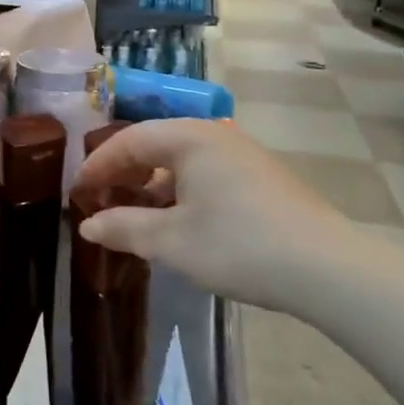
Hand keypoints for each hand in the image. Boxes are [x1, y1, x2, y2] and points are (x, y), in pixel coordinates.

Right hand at [75, 119, 383, 315]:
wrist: (327, 269)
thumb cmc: (238, 245)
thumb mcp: (171, 242)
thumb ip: (124, 228)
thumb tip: (88, 225)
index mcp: (190, 138)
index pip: (130, 140)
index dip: (98, 165)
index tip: (77, 192)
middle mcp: (216, 135)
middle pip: (156, 145)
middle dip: (125, 173)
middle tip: (100, 200)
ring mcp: (243, 156)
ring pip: (183, 161)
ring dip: (153, 185)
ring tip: (134, 216)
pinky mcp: (262, 179)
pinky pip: (206, 174)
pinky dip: (181, 192)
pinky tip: (178, 222)